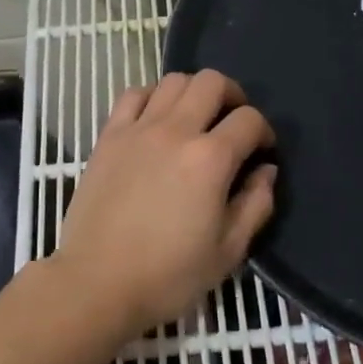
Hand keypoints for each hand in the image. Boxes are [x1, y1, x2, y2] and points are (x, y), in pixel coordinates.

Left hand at [54, 70, 276, 336]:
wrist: (96, 283)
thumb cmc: (168, 275)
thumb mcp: (228, 251)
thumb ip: (256, 205)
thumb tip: (265, 171)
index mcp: (210, 159)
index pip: (249, 120)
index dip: (264, 132)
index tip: (261, 152)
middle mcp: (176, 131)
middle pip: (211, 82)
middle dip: (232, 96)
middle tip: (233, 123)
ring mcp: (138, 129)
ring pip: (173, 80)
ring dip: (193, 92)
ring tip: (196, 118)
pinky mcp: (109, 136)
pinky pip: (133, 94)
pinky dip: (151, 96)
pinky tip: (156, 119)